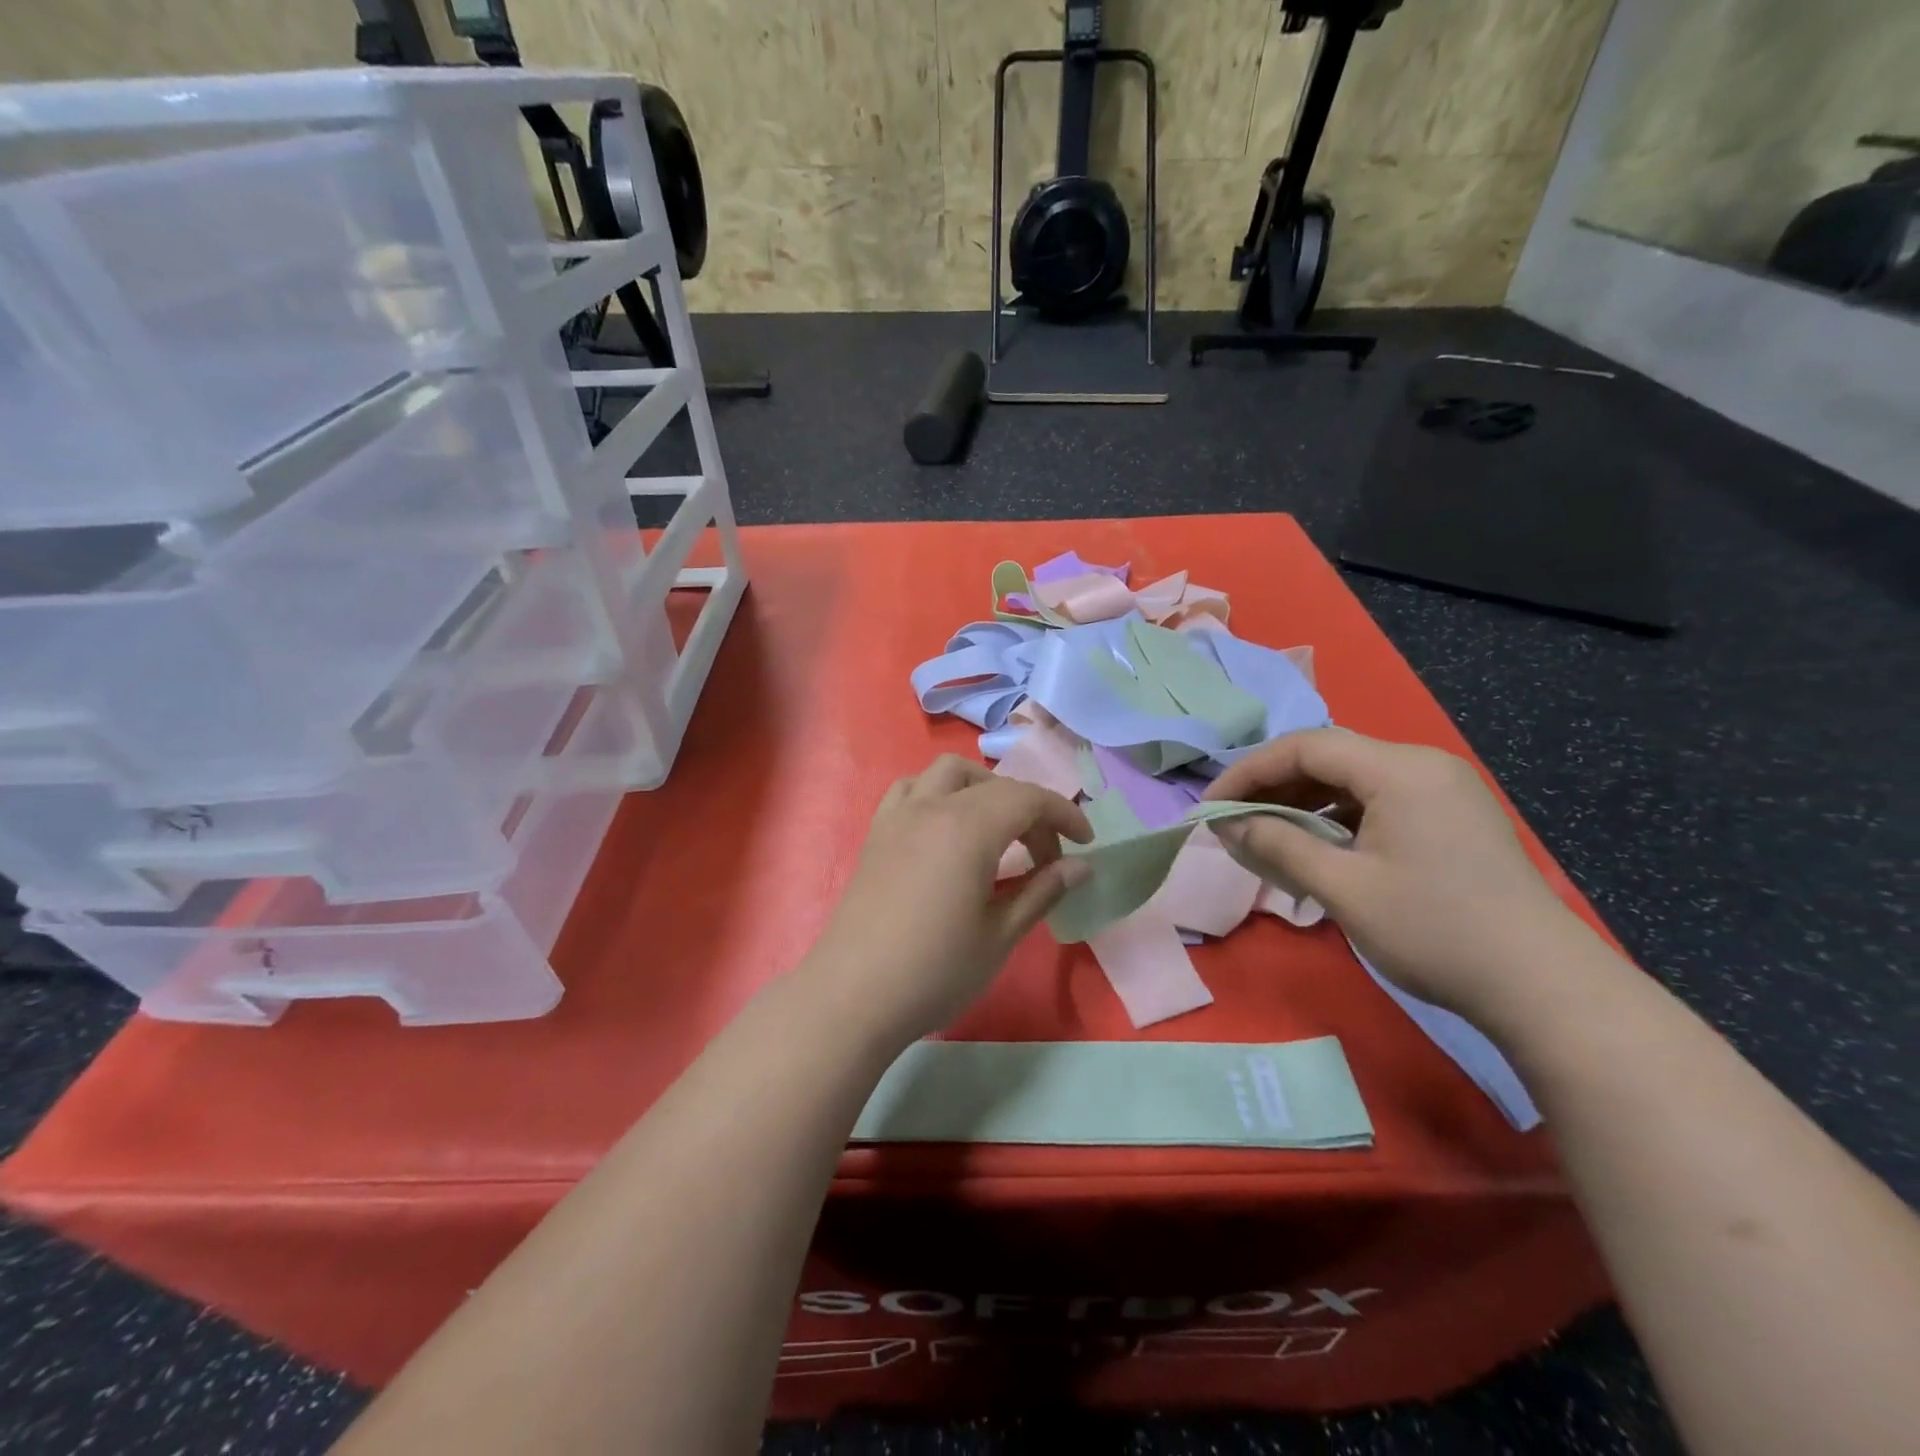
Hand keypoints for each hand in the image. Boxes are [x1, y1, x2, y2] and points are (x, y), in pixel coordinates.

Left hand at [806, 755, 1092, 1045]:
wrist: (852, 996)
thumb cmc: (935, 971)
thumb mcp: (1000, 936)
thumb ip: (1042, 891)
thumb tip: (1082, 867)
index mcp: (968, 828)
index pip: (1028, 798)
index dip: (1063, 815)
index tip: (1085, 845)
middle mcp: (932, 808)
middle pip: (993, 785)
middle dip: (1029, 809)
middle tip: (1045, 856)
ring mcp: (898, 817)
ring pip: (948, 774)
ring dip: (983, 790)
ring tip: (998, 831)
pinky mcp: (876, 834)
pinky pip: (912, 790)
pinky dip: (940, 794)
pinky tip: (946, 831)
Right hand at [1204, 728, 1581, 1016]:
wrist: (1543, 987)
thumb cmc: (1434, 931)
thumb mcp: (1343, 888)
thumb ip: (1278, 845)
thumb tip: (1227, 824)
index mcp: (1400, 769)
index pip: (1304, 747)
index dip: (1248, 772)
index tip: (1211, 806)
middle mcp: (1423, 764)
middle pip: (1329, 757)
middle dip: (1273, 785)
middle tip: (1233, 820)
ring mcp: (1443, 790)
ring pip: (1352, 779)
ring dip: (1304, 802)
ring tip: (1266, 835)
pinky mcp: (1452, 817)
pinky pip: (1378, 800)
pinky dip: (1338, 818)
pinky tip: (1317, 847)